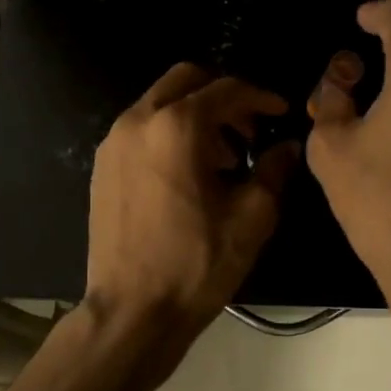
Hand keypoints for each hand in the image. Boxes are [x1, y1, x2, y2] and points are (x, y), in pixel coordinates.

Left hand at [85, 62, 297, 339]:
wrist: (133, 310)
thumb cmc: (196, 264)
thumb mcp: (251, 218)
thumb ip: (274, 171)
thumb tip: (288, 147)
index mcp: (176, 127)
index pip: (226, 90)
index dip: (260, 98)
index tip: (281, 113)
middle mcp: (138, 121)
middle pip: (186, 80)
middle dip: (223, 97)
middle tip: (248, 130)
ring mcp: (113, 143)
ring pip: (160, 103)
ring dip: (195, 115)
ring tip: (223, 158)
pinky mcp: (102, 166)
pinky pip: (141, 130)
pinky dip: (168, 133)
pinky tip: (188, 174)